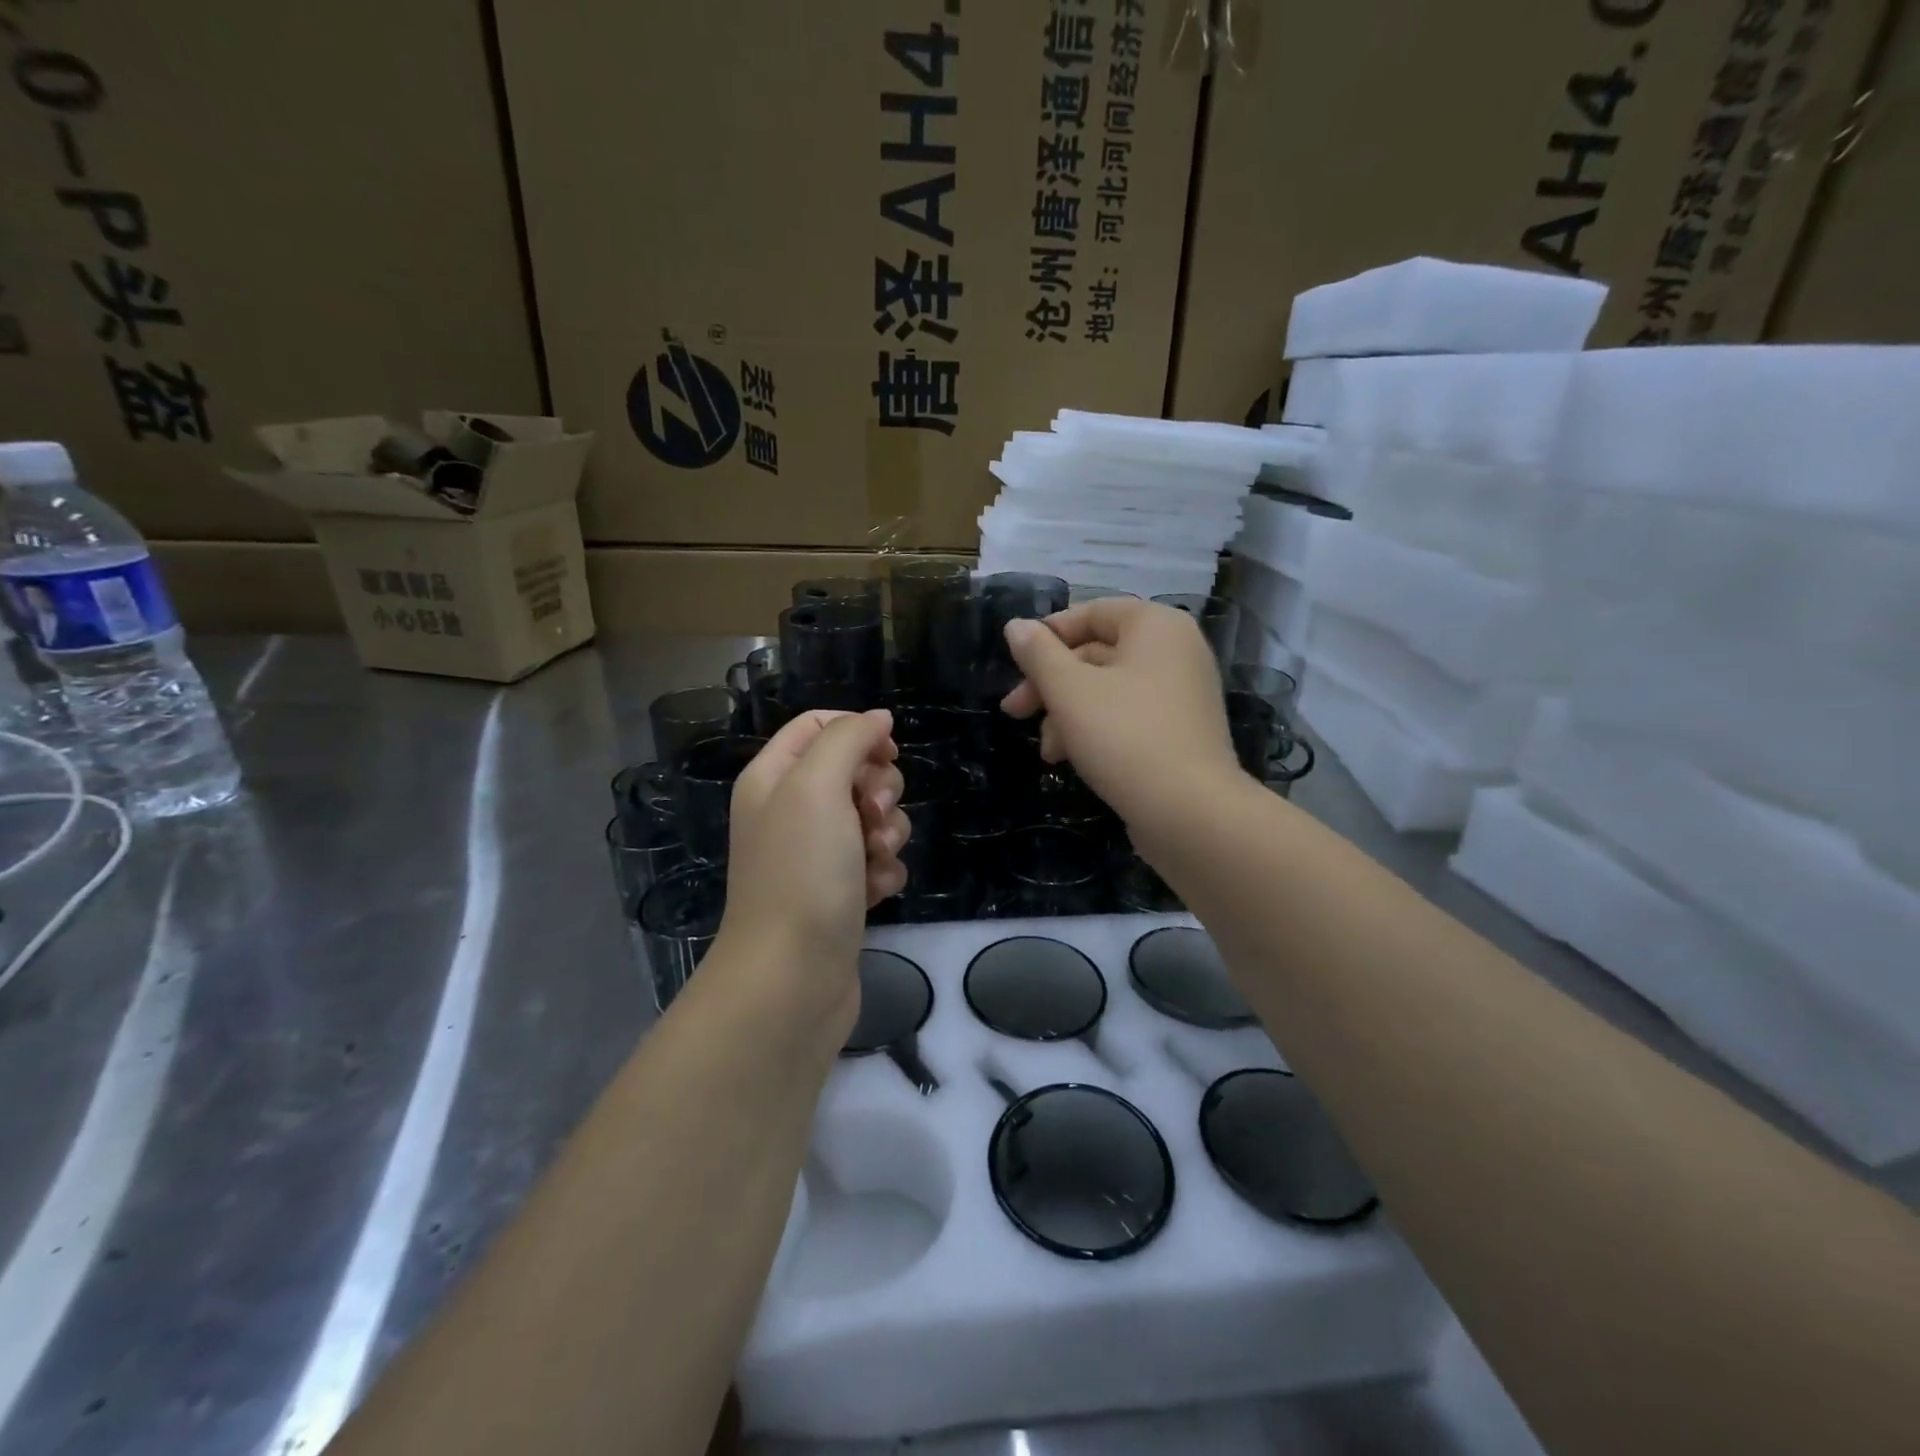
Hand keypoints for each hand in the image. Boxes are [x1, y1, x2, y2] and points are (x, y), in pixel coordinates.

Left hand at [716, 711, 907, 1017]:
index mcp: (773, 777)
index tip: (887, 752)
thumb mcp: (817, 786)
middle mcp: (791, 811)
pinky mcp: (840, 891)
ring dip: (886, 833)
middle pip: (854, 770)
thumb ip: (847, 739)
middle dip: (878, 789)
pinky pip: (878, 860)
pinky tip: (875, 892)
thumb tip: (878, 718)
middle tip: (870, 816)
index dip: (858, 730)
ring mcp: (816, 854)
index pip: (817, 725)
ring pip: (873, 817)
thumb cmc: (801, 872)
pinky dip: (883, 871)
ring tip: (872, 861)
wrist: (793, 977)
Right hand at [1000, 600, 1240, 834]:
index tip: (1015, 665)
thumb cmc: (1125, 737)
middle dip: (1050, 685)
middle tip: (1014, 711)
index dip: (1047, 635)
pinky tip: (1070, 759)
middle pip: (1096, 654)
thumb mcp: (1069, 690)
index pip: (1091, 612)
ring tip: (1047, 752)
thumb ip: (1038, 654)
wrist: (1190, 812)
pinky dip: (1095, 730)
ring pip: (1107, 690)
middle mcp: (1174, 651)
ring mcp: (1181, 693)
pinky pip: (1127, 717)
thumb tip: (1016, 625)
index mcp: (1155, 626)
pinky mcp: (1179, 732)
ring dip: (1066, 714)